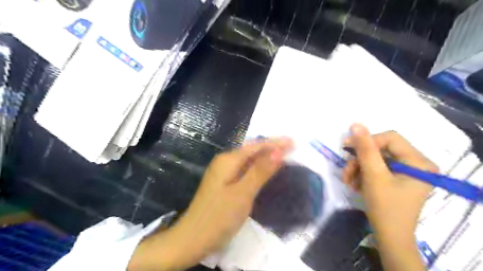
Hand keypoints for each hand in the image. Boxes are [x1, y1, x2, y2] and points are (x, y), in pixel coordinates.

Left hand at [129, 138, 293, 270]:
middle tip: (291, 147)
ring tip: (283, 154)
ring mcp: (223, 172)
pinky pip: (244, 169)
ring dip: (265, 156)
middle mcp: (225, 161)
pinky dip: (258, 167)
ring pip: (248, 160)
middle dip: (271, 147)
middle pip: (252, 150)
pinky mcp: (224, 182)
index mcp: (228, 160)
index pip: (256, 146)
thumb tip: (278, 151)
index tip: (293, 142)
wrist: (194, 237)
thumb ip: (260, 171)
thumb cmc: (219, 216)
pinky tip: (265, 169)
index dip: (275, 143)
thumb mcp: (243, 193)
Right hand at [339, 124, 437, 270]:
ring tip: (348, 181)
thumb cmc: (385, 207)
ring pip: (375, 159)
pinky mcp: (397, 178)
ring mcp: (406, 172)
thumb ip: (365, 148)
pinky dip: (362, 175)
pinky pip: (376, 168)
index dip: (367, 141)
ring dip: (357, 169)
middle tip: (346, 172)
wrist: (389, 237)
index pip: (390, 138)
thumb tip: (355, 124)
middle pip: (381, 149)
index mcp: (419, 162)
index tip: (346, 149)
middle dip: (359, 160)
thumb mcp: (373, 175)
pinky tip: (355, 185)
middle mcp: (416, 164)